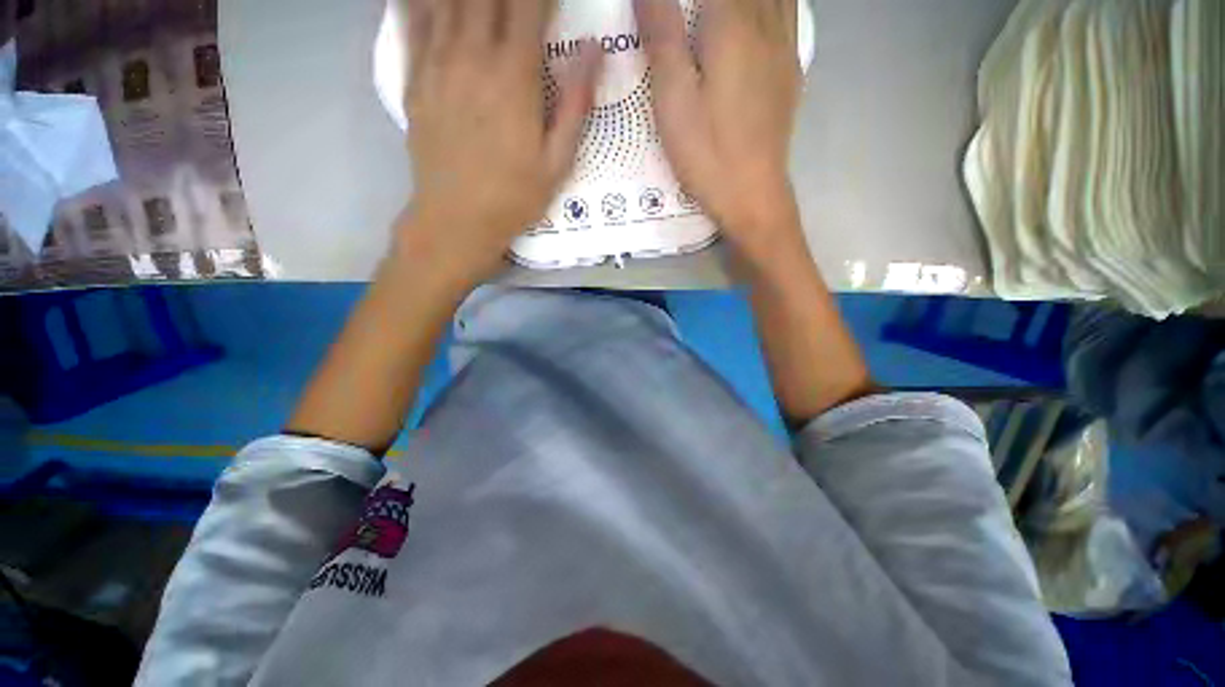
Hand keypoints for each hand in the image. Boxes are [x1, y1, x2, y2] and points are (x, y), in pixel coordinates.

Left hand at [396, 0, 601, 285]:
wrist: (456, 220)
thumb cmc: (514, 197)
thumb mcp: (557, 162)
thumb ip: (575, 104)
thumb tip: (594, 49)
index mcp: (513, 76)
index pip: (529, 4)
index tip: (553, 1)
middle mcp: (471, 55)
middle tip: (521, 4)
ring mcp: (436, 63)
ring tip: (486, 5)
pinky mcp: (413, 78)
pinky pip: (411, 19)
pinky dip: (420, 1)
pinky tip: (429, 0)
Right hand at [634, 0, 802, 257]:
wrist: (752, 194)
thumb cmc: (707, 153)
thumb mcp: (673, 99)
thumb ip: (662, 36)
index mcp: (732, 24)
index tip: (663, 6)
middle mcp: (767, 24)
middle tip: (687, 10)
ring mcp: (786, 47)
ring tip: (713, 13)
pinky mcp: (791, 71)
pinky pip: (788, 12)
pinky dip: (770, 3)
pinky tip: (755, 15)